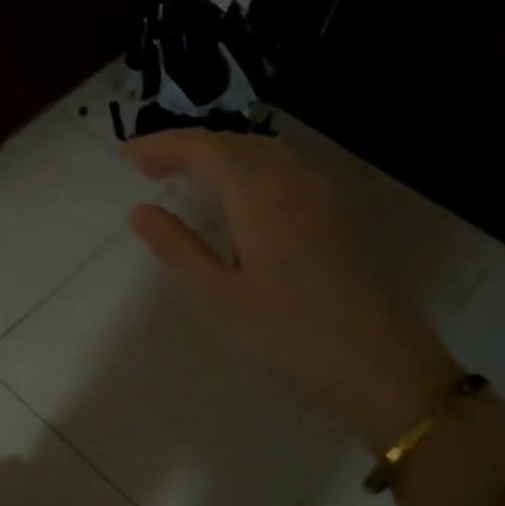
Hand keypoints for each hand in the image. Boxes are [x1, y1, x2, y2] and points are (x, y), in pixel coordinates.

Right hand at [123, 131, 462, 452]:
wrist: (379, 363)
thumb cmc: (288, 332)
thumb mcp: (218, 296)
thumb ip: (177, 248)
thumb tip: (140, 211)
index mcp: (257, 194)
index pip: (203, 148)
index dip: (161, 145)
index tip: (125, 156)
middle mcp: (289, 181)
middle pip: (232, 142)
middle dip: (186, 146)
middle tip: (146, 166)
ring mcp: (317, 196)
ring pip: (259, 152)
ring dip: (217, 154)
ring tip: (183, 174)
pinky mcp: (331, 215)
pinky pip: (279, 169)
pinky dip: (244, 167)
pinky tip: (235, 195)